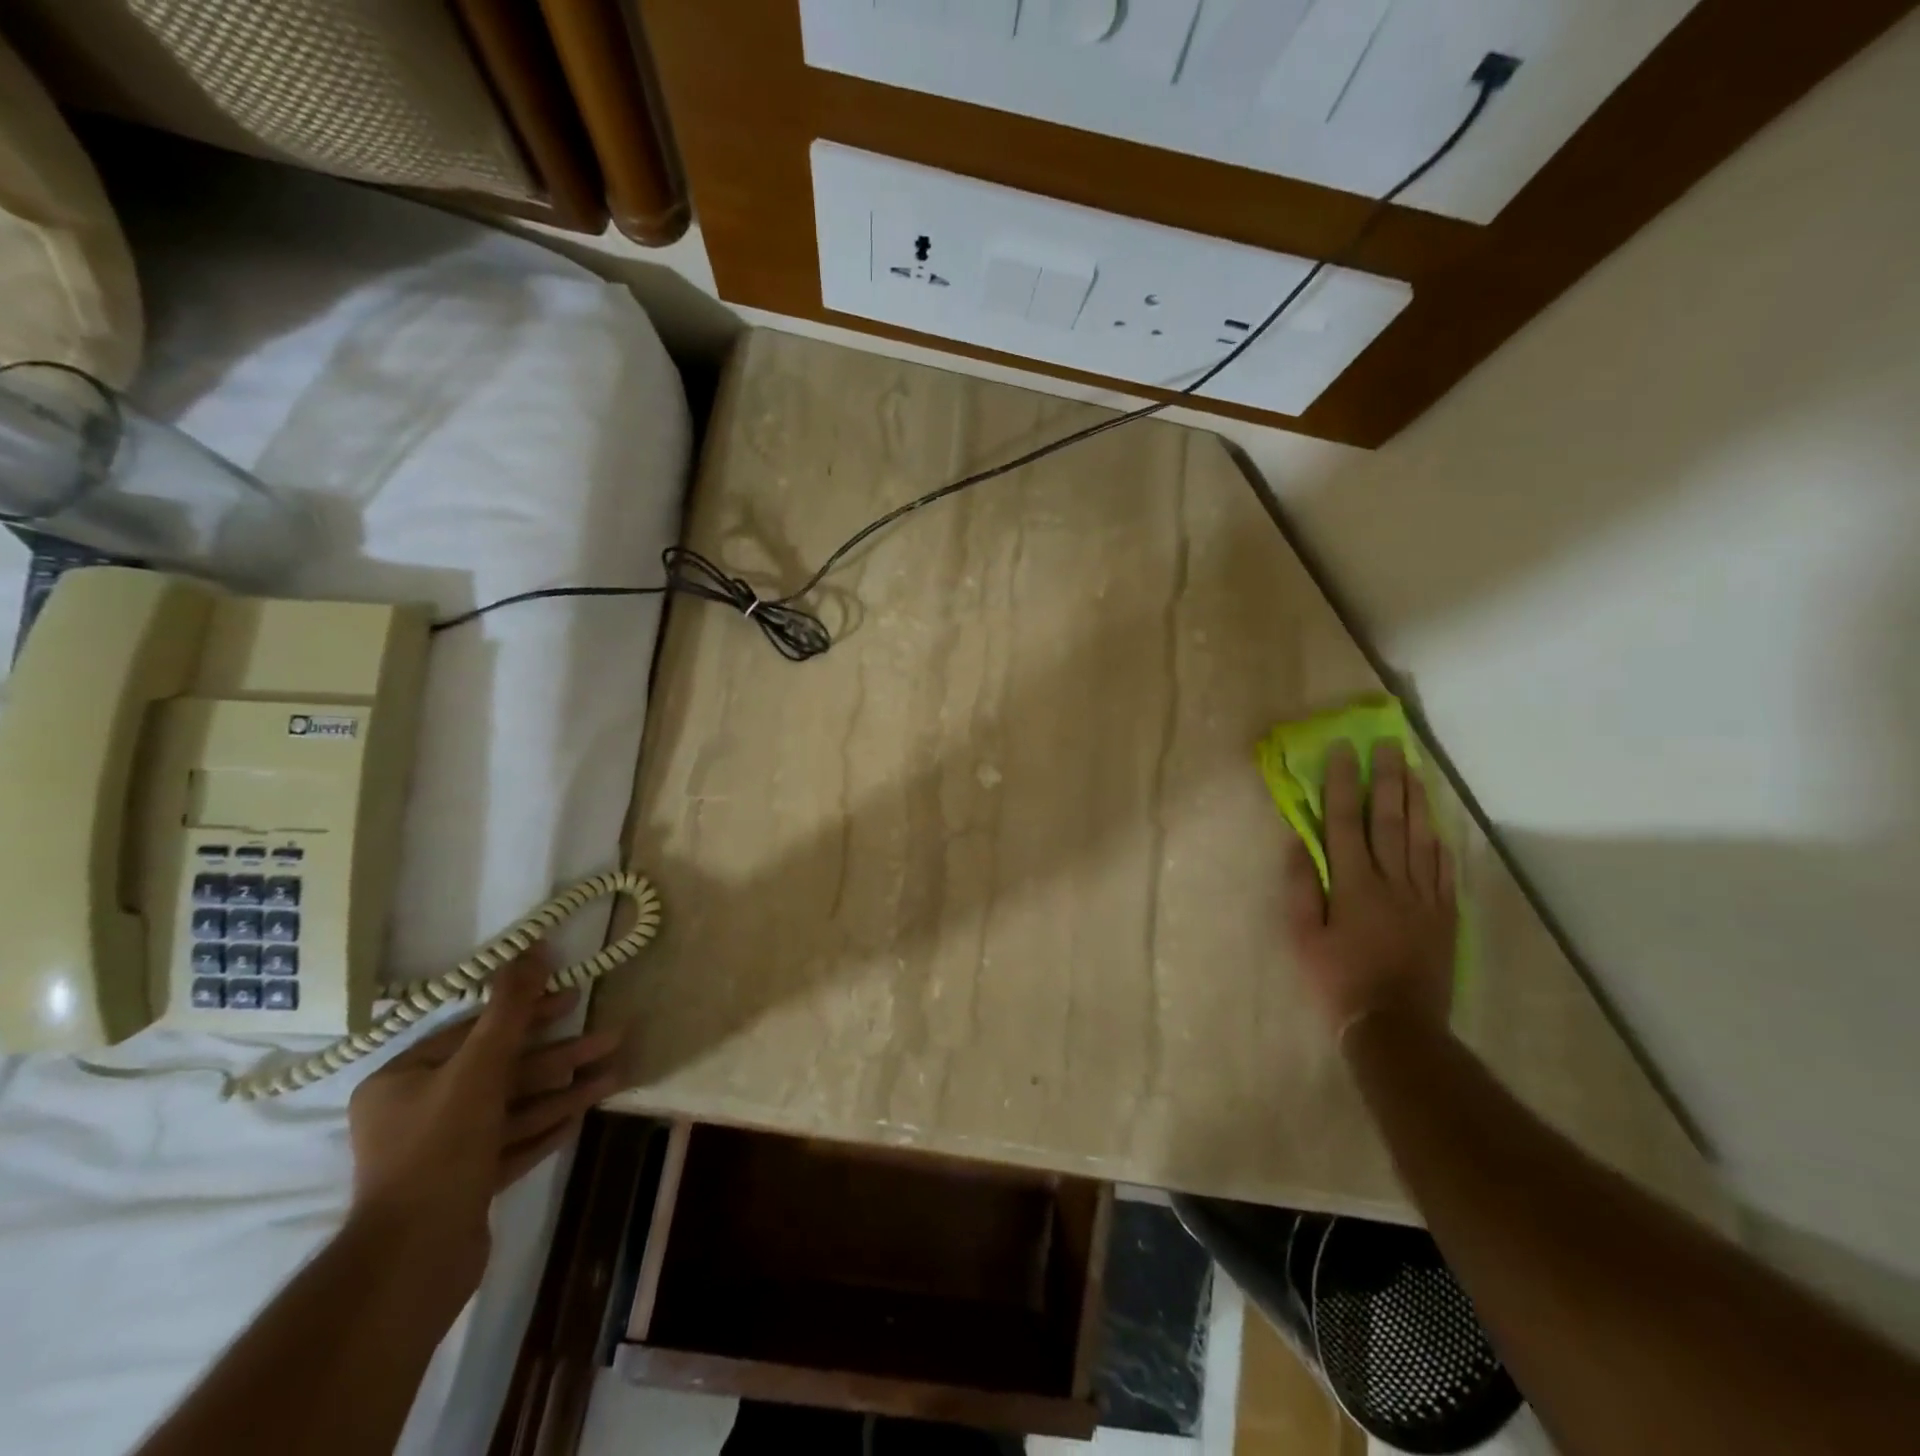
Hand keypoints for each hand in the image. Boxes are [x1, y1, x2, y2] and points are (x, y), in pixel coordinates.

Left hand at [346, 950, 620, 1289]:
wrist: (412, 1263)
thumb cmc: (440, 1149)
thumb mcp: (479, 1069)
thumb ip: (509, 1010)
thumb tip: (533, 947)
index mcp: (403, 1081)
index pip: (475, 1031)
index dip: (528, 1012)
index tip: (573, 998)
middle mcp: (417, 1112)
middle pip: (502, 1070)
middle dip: (561, 1055)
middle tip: (611, 1036)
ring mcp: (442, 1153)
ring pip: (514, 1108)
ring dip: (565, 1090)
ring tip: (615, 1074)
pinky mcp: (464, 1186)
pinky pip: (511, 1145)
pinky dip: (545, 1128)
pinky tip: (581, 1115)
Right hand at [1283, 740, 1456, 1041]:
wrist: (1396, 1025)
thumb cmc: (1337, 980)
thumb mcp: (1303, 936)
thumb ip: (1301, 887)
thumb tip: (1299, 843)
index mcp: (1353, 884)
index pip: (1346, 822)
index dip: (1343, 784)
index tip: (1343, 752)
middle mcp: (1392, 881)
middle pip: (1389, 821)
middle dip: (1387, 779)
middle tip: (1389, 745)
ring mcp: (1424, 898)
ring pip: (1421, 839)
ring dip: (1416, 801)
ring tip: (1414, 770)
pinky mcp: (1444, 916)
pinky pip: (1443, 871)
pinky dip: (1439, 843)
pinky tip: (1436, 825)